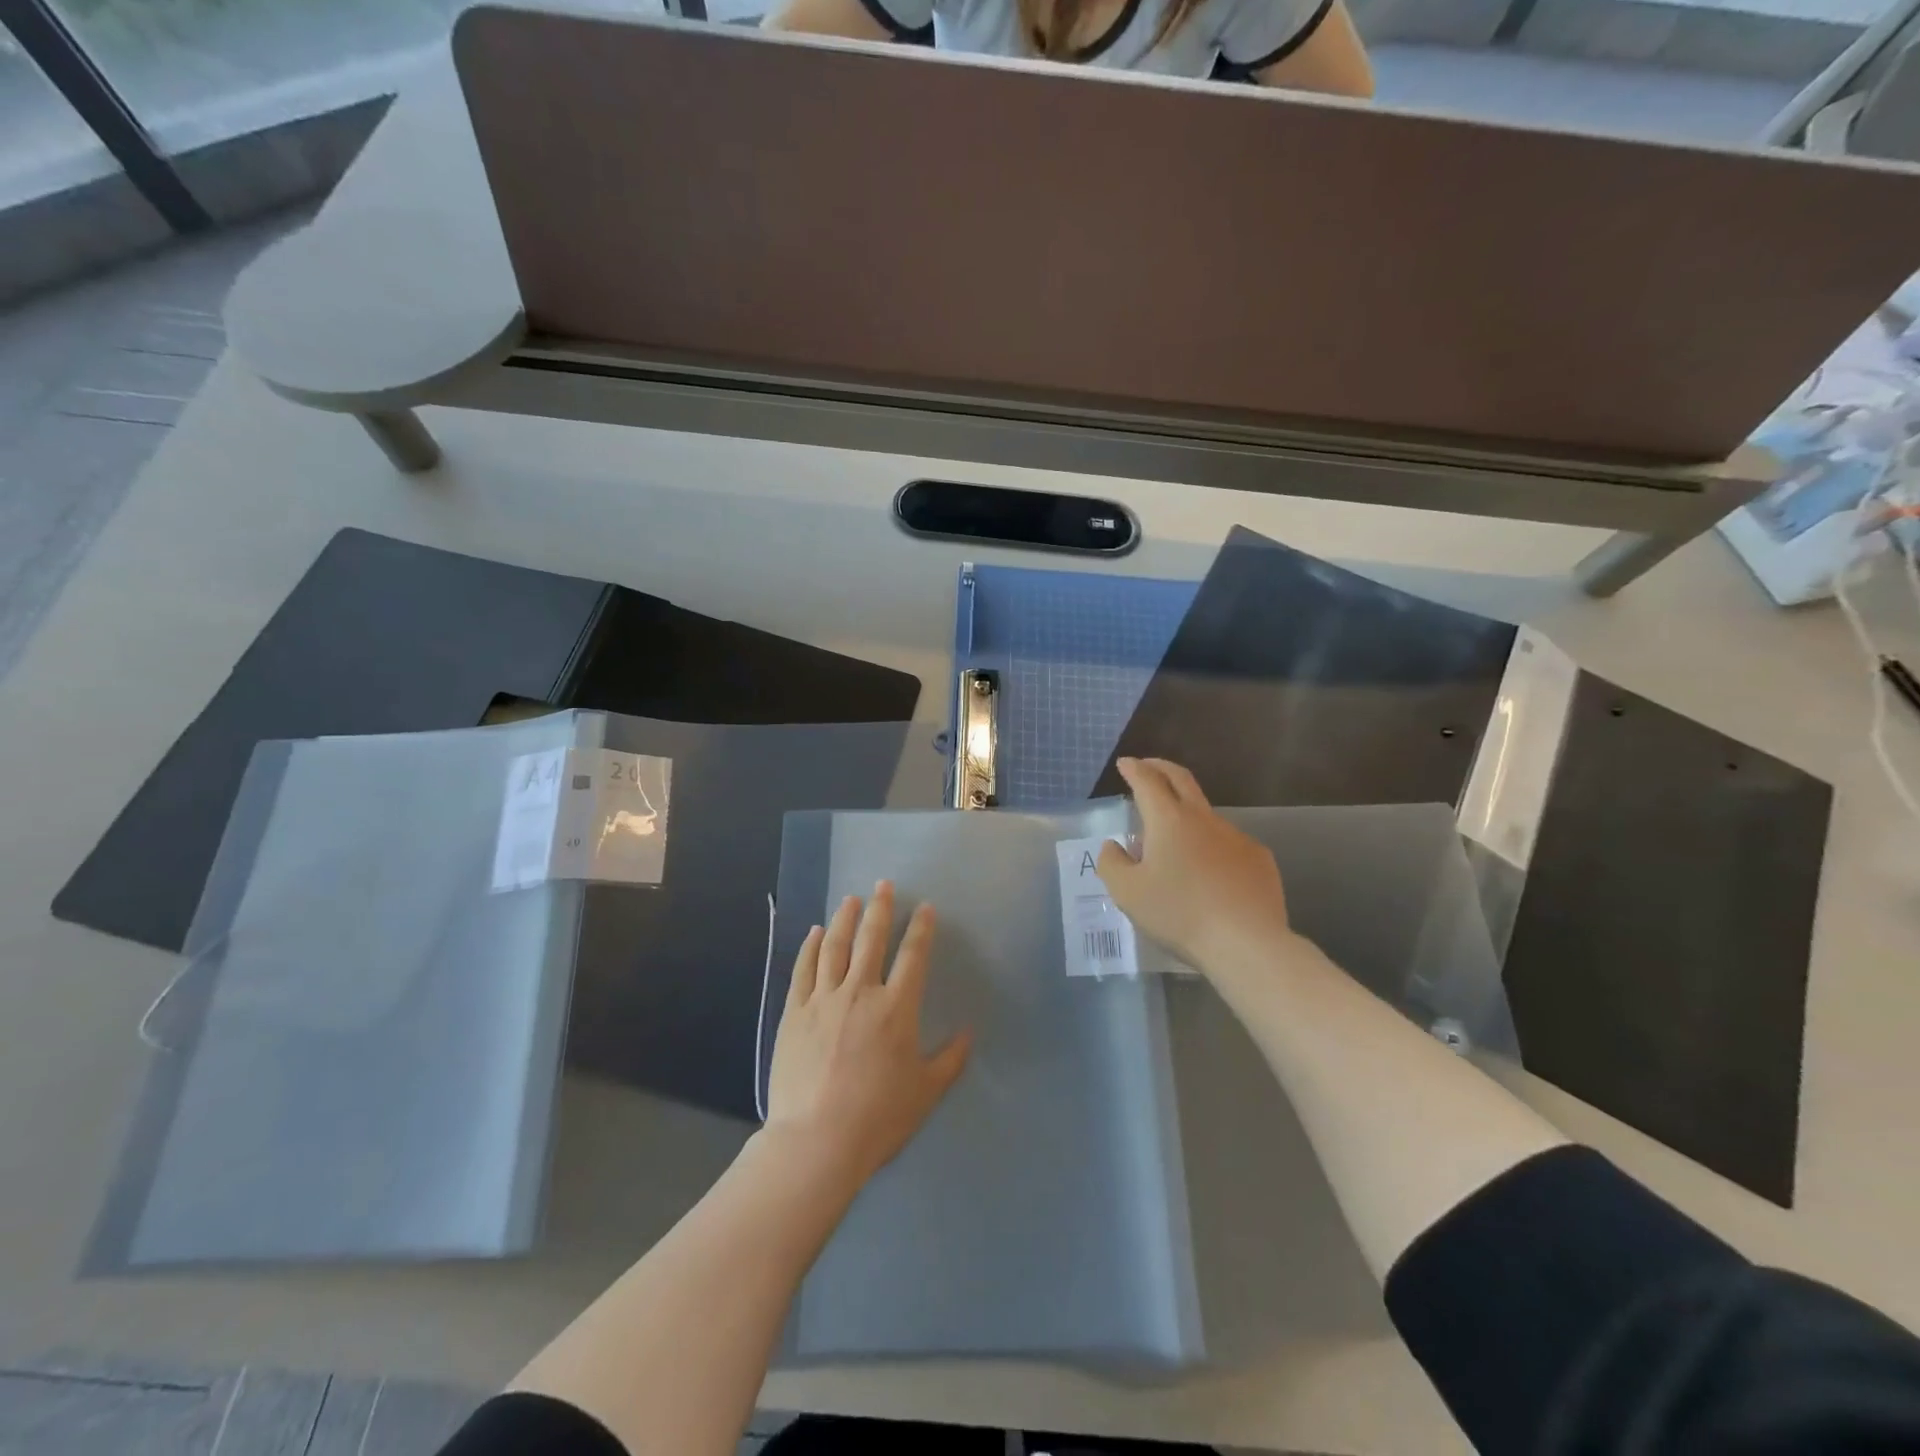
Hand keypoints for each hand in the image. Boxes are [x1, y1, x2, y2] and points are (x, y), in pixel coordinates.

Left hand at [766, 882, 970, 1190]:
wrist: (816, 1140)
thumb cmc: (878, 1117)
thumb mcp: (926, 1092)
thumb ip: (950, 1059)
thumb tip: (968, 1032)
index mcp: (896, 1008)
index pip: (912, 956)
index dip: (920, 929)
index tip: (924, 907)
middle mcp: (860, 993)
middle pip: (871, 940)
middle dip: (880, 909)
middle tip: (883, 884)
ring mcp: (823, 1000)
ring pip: (835, 947)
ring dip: (845, 919)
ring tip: (851, 899)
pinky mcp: (794, 1012)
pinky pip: (803, 970)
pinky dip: (810, 947)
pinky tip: (815, 933)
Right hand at [1097, 757, 1297, 972]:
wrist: (1246, 943)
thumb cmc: (1179, 914)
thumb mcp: (1127, 893)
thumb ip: (1112, 863)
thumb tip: (1114, 846)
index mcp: (1168, 820)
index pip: (1147, 781)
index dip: (1134, 769)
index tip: (1125, 764)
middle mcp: (1203, 819)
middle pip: (1181, 780)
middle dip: (1161, 768)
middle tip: (1148, 767)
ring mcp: (1236, 836)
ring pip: (1205, 816)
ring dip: (1186, 815)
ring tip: (1173, 842)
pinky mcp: (1259, 859)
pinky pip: (1228, 844)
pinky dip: (1212, 847)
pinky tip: (1209, 874)